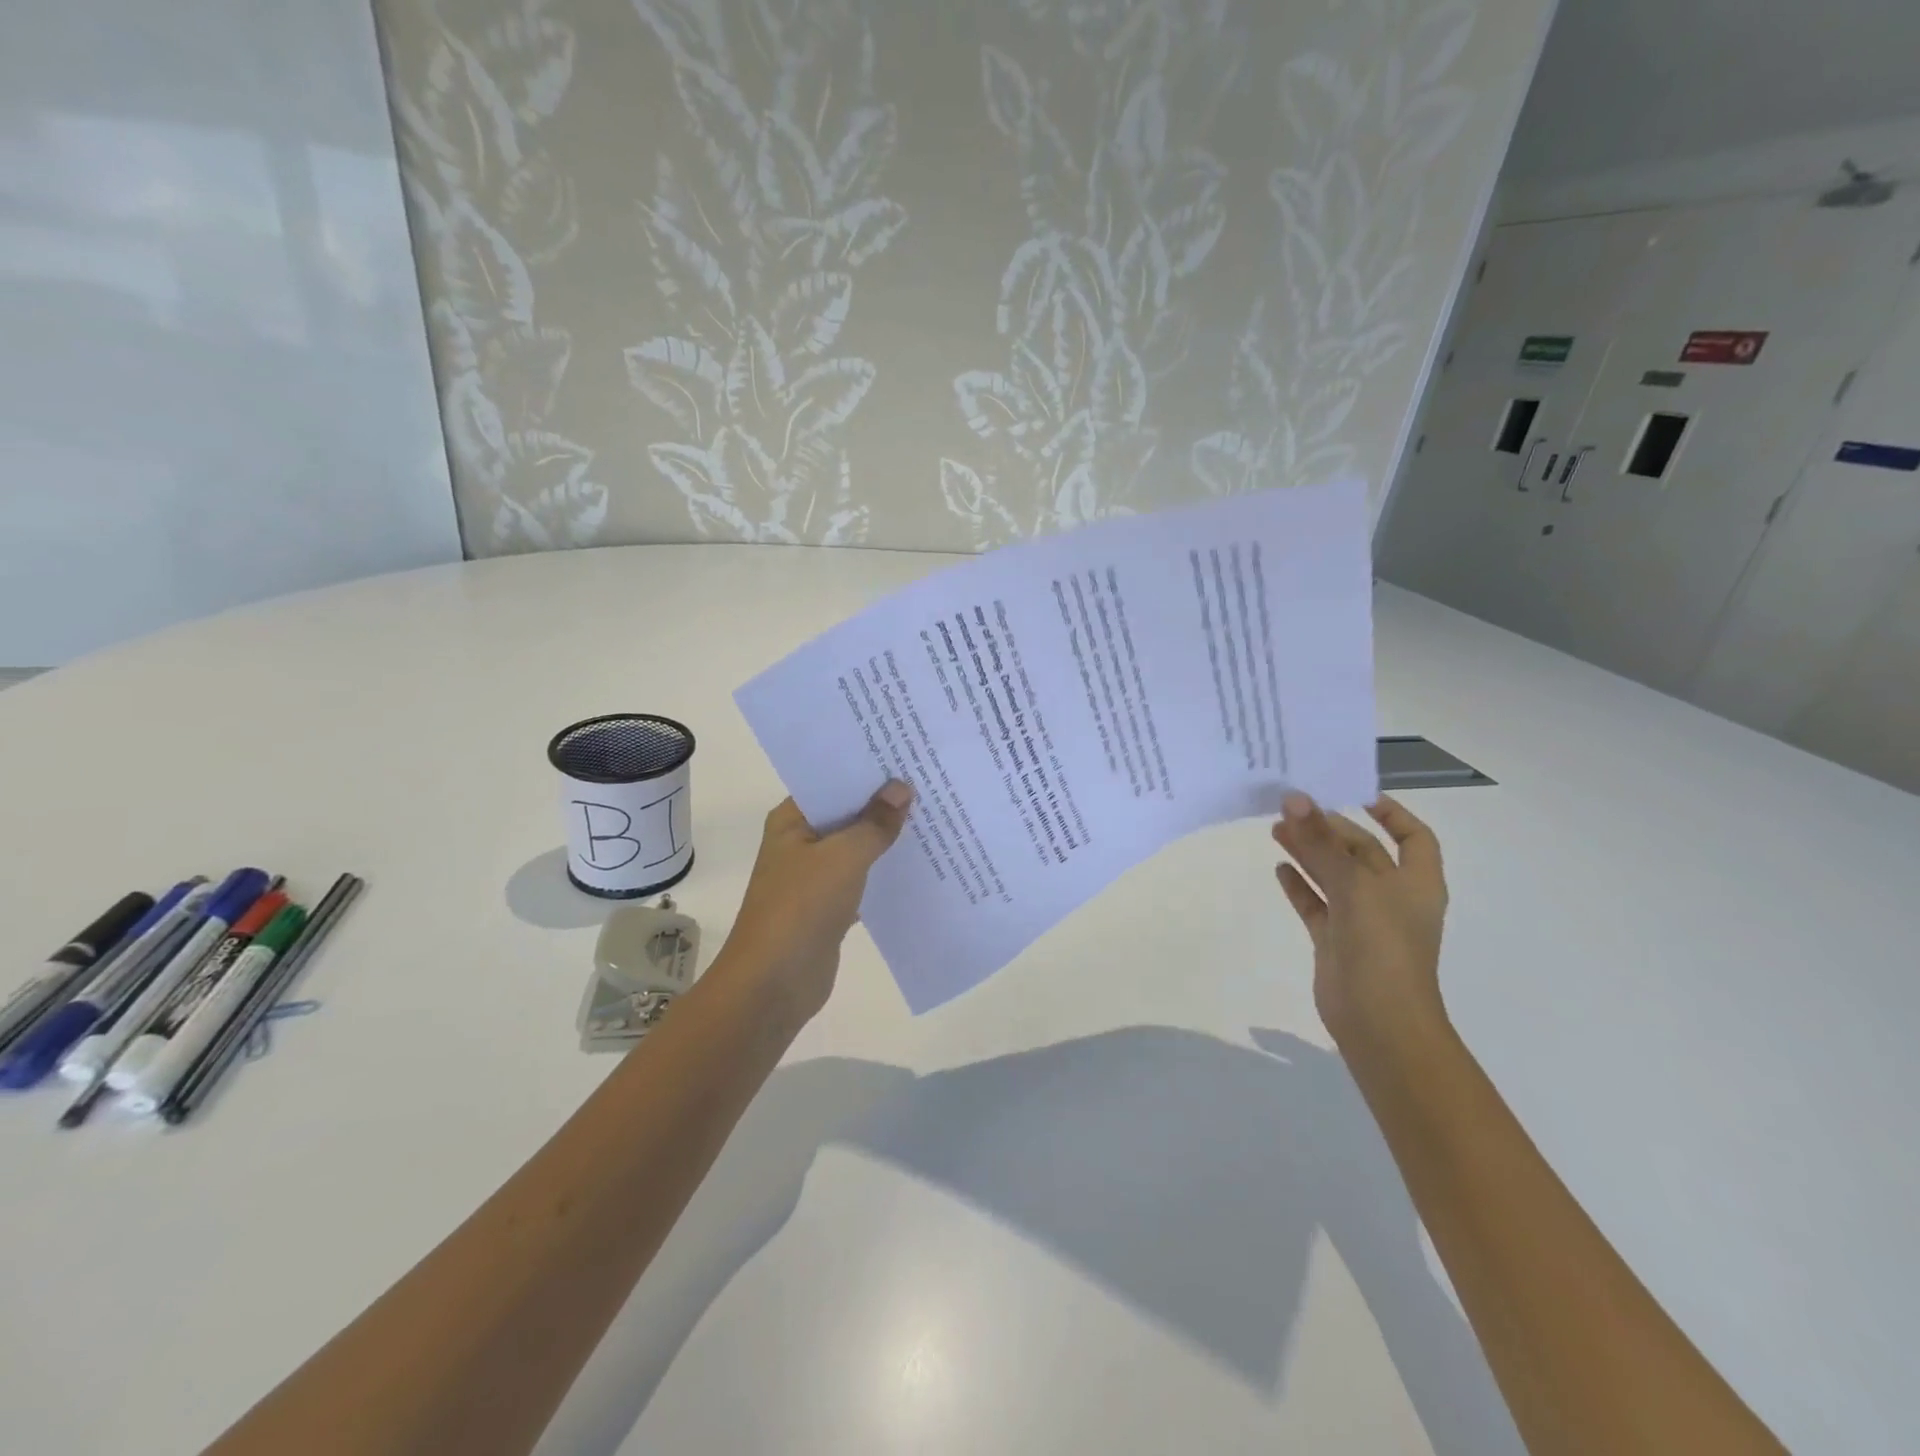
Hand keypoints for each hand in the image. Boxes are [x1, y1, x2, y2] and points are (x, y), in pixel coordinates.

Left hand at [716, 783, 913, 1025]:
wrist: (773, 984)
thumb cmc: (802, 907)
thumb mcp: (843, 857)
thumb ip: (875, 823)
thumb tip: (901, 787)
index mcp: (792, 821)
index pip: (832, 782)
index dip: (867, 770)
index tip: (907, 756)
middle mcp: (801, 842)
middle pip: (848, 813)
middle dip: (884, 803)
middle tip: (931, 782)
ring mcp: (814, 876)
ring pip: (857, 847)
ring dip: (887, 838)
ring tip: (934, 816)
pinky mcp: (830, 906)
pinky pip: (863, 879)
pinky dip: (885, 872)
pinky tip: (921, 863)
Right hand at [1272, 793, 1449, 1052]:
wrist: (1379, 1022)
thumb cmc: (1383, 947)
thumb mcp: (1354, 886)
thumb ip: (1320, 843)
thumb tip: (1293, 798)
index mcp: (1416, 882)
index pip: (1413, 836)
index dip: (1391, 813)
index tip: (1355, 793)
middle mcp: (1391, 897)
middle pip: (1362, 851)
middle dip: (1331, 828)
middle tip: (1292, 806)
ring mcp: (1362, 920)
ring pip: (1333, 875)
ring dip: (1309, 851)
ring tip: (1275, 828)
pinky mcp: (1335, 940)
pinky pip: (1316, 904)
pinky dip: (1299, 886)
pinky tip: (1279, 867)